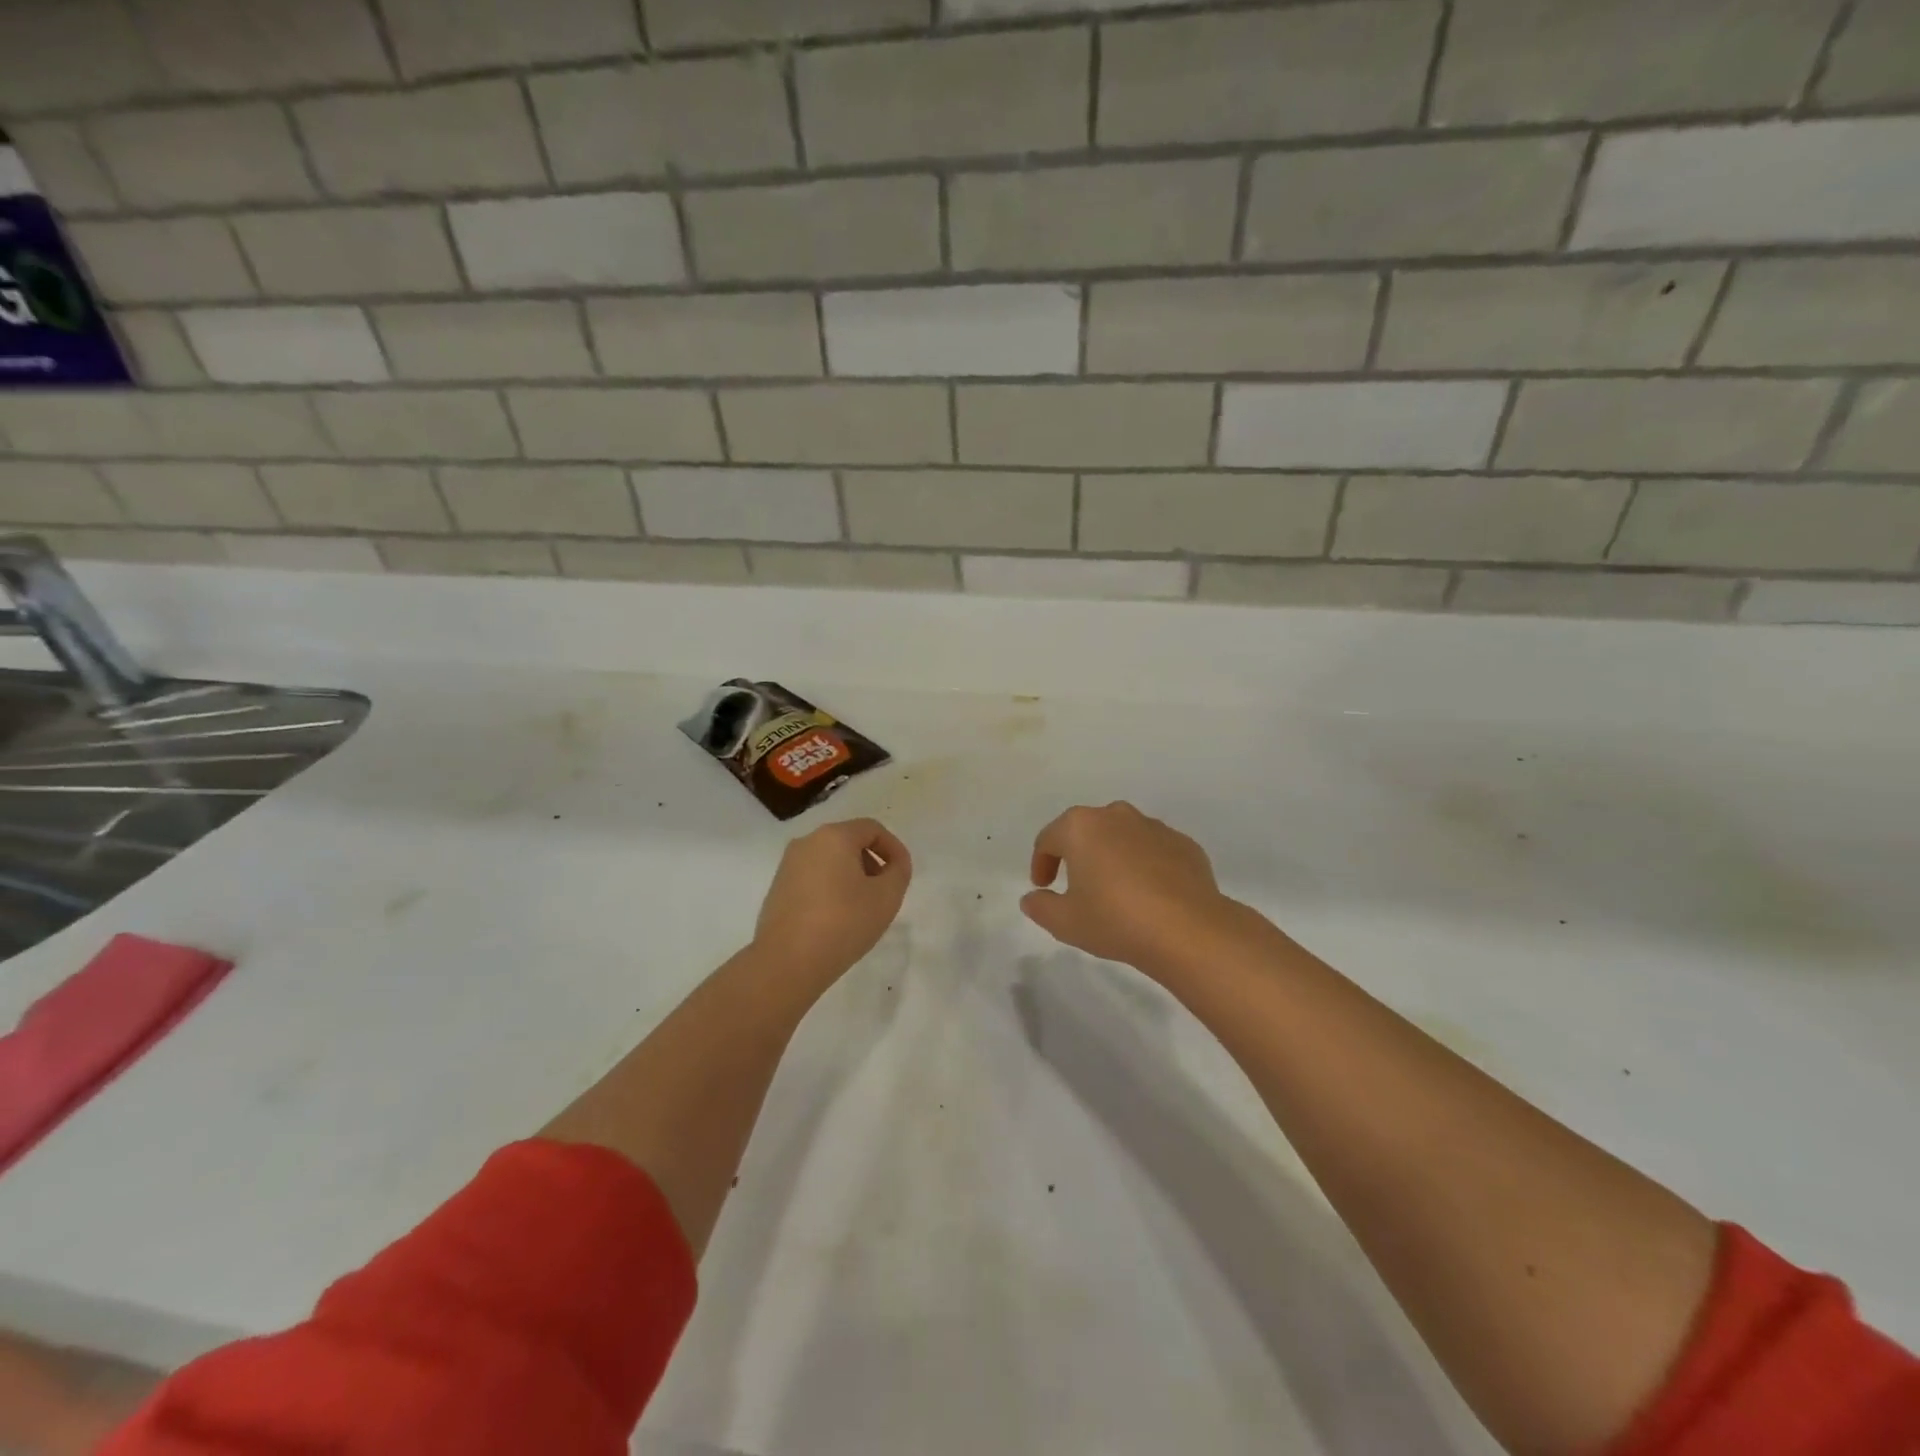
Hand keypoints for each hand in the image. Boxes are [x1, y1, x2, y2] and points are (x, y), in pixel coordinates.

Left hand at [753, 817, 911, 989]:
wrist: (787, 962)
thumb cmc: (843, 922)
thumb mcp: (887, 897)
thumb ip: (899, 872)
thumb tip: (894, 864)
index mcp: (833, 836)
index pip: (872, 829)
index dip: (894, 848)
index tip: (902, 874)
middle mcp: (806, 843)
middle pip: (849, 842)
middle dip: (872, 862)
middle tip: (883, 892)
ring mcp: (787, 866)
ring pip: (829, 861)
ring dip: (851, 877)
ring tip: (862, 908)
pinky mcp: (777, 889)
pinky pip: (813, 878)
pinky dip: (831, 889)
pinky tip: (837, 918)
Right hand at [1022, 802, 1244, 979]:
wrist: (1188, 930)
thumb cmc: (1115, 919)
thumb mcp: (1065, 922)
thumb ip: (1040, 906)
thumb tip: (1032, 898)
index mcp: (1081, 827)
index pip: (1049, 839)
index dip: (1041, 863)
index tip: (1043, 887)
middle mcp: (1116, 816)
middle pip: (1087, 831)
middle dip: (1078, 854)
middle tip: (1077, 886)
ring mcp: (1154, 827)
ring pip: (1122, 837)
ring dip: (1113, 857)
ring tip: (1115, 891)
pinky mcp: (1184, 844)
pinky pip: (1153, 850)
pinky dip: (1145, 865)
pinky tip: (1148, 895)